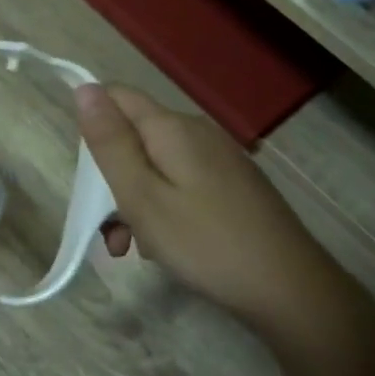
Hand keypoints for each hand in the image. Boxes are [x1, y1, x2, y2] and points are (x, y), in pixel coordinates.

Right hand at [75, 84, 325, 326]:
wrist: (289, 288)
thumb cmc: (205, 243)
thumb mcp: (142, 196)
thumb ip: (111, 143)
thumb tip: (84, 88)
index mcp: (172, 128)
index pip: (117, 97)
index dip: (93, 125)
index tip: (87, 174)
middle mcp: (197, 132)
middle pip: (135, 136)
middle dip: (113, 177)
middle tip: (108, 228)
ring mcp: (219, 158)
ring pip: (157, 166)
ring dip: (135, 200)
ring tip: (131, 249)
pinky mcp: (232, 185)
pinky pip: (181, 183)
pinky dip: (163, 208)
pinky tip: (165, 247)